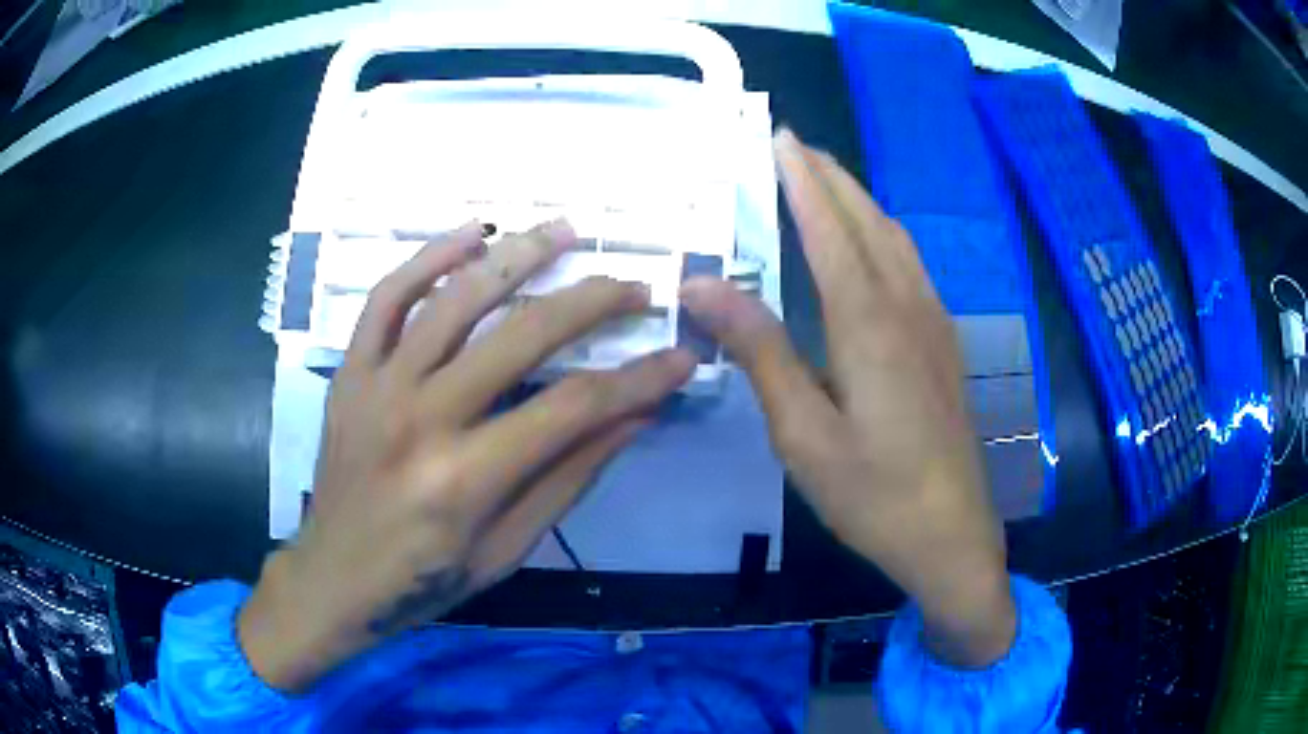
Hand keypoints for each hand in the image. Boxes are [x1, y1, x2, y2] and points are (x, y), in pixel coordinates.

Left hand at [239, 220, 694, 691]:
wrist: (335, 578)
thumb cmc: (426, 580)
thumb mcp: (508, 548)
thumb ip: (569, 476)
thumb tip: (635, 415)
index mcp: (464, 479)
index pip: (572, 408)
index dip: (637, 379)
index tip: (680, 358)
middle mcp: (420, 419)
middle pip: (521, 337)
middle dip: (592, 303)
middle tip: (636, 288)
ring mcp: (377, 386)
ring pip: (454, 298)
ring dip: (517, 255)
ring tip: (565, 231)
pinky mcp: (350, 372)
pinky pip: (385, 299)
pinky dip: (428, 258)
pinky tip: (471, 233)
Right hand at [681, 129, 1015, 667]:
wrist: (952, 534)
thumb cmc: (873, 493)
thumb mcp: (802, 433)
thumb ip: (760, 352)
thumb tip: (705, 285)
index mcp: (869, 325)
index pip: (830, 230)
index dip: (803, 181)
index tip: (780, 139)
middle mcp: (907, 308)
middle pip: (868, 223)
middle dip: (832, 178)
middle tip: (796, 146)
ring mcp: (934, 325)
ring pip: (896, 240)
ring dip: (861, 201)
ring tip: (829, 180)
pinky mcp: (944, 346)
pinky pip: (912, 267)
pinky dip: (885, 234)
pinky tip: (875, 243)